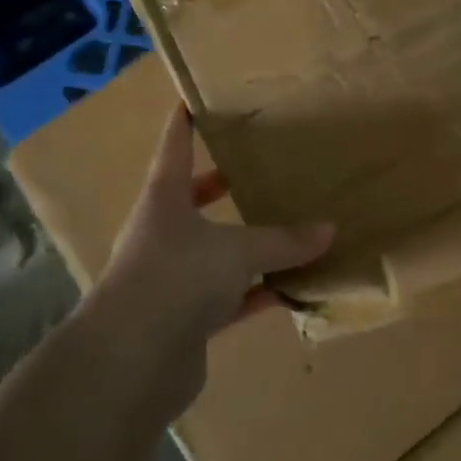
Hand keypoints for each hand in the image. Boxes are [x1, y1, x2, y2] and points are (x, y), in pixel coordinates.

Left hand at [94, 105, 332, 406]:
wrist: (131, 361)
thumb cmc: (177, 276)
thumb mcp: (237, 250)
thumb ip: (283, 241)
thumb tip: (329, 230)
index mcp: (164, 199)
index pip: (176, 147)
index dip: (185, 123)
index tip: (193, 99)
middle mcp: (162, 233)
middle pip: (191, 200)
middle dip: (218, 186)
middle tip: (253, 169)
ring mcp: (171, 278)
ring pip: (214, 252)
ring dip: (246, 245)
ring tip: (286, 228)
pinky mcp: (184, 320)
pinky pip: (228, 297)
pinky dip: (256, 292)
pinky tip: (291, 288)